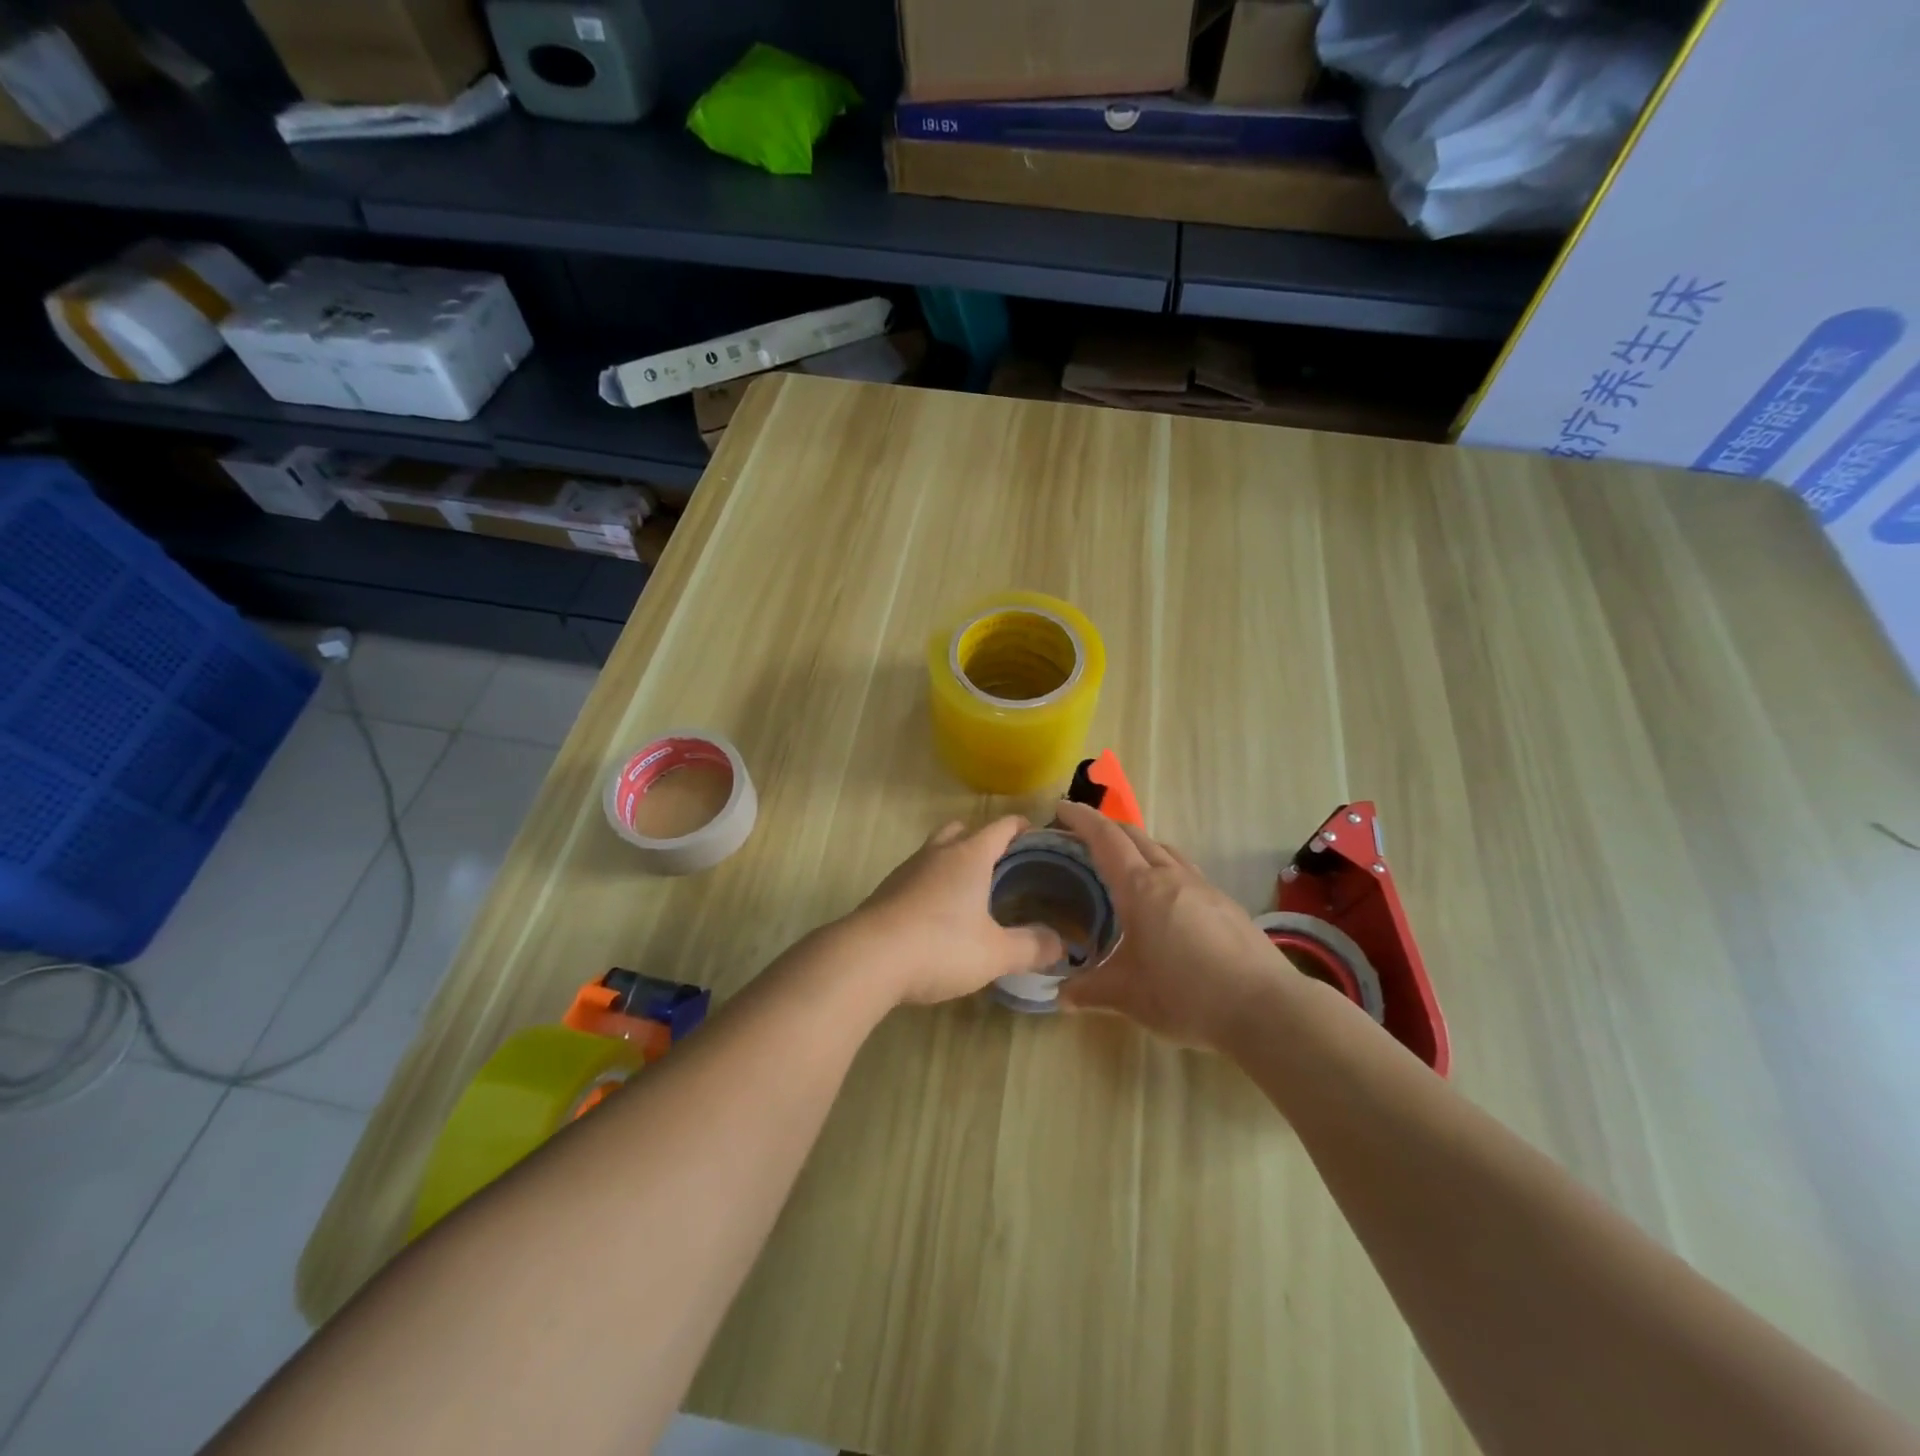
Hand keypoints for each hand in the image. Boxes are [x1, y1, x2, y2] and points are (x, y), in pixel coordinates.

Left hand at [845, 817, 1065, 1006]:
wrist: (867, 959)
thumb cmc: (940, 946)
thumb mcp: (995, 953)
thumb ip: (1031, 947)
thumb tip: (1061, 944)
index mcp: (969, 856)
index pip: (1001, 827)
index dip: (1021, 827)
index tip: (1036, 835)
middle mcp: (937, 854)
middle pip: (962, 830)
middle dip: (982, 840)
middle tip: (1002, 865)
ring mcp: (907, 870)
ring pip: (935, 852)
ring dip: (953, 862)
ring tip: (971, 891)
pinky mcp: (885, 892)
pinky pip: (917, 877)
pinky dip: (932, 885)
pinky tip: (938, 916)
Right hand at [1053, 800, 1293, 1048]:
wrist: (1266, 1008)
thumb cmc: (1186, 995)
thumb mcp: (1128, 996)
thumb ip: (1089, 991)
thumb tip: (1060, 996)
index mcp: (1141, 888)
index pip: (1105, 839)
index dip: (1081, 819)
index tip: (1061, 807)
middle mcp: (1171, 877)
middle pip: (1135, 836)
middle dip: (1106, 828)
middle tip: (1082, 837)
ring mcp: (1204, 887)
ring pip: (1164, 850)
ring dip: (1138, 846)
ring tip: (1124, 865)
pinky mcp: (1226, 904)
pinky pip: (1186, 871)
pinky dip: (1164, 869)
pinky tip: (1165, 900)